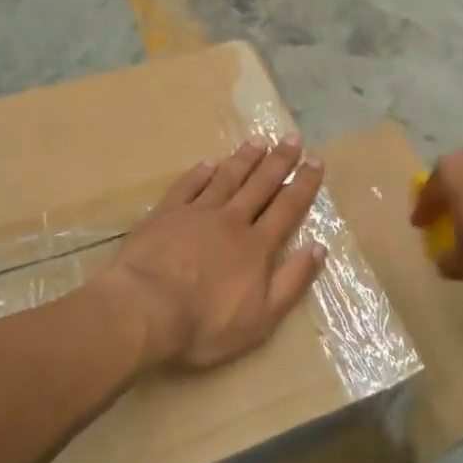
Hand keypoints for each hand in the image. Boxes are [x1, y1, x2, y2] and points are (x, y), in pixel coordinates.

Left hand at [103, 138, 326, 372]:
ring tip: (258, 141)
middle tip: (292, 138)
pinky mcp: (165, 215)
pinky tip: (209, 162)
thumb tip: (319, 247)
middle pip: (260, 185)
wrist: (144, 311)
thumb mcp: (262, 318)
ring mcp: (196, 214)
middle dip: (279, 162)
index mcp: (256, 246)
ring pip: (226, 179)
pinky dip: (200, 173)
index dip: (303, 184)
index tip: (316, 161)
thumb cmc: (205, 324)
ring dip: (244, 159)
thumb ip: (292, 281)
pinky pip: (187, 186)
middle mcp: (231, 221)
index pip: (287, 208)